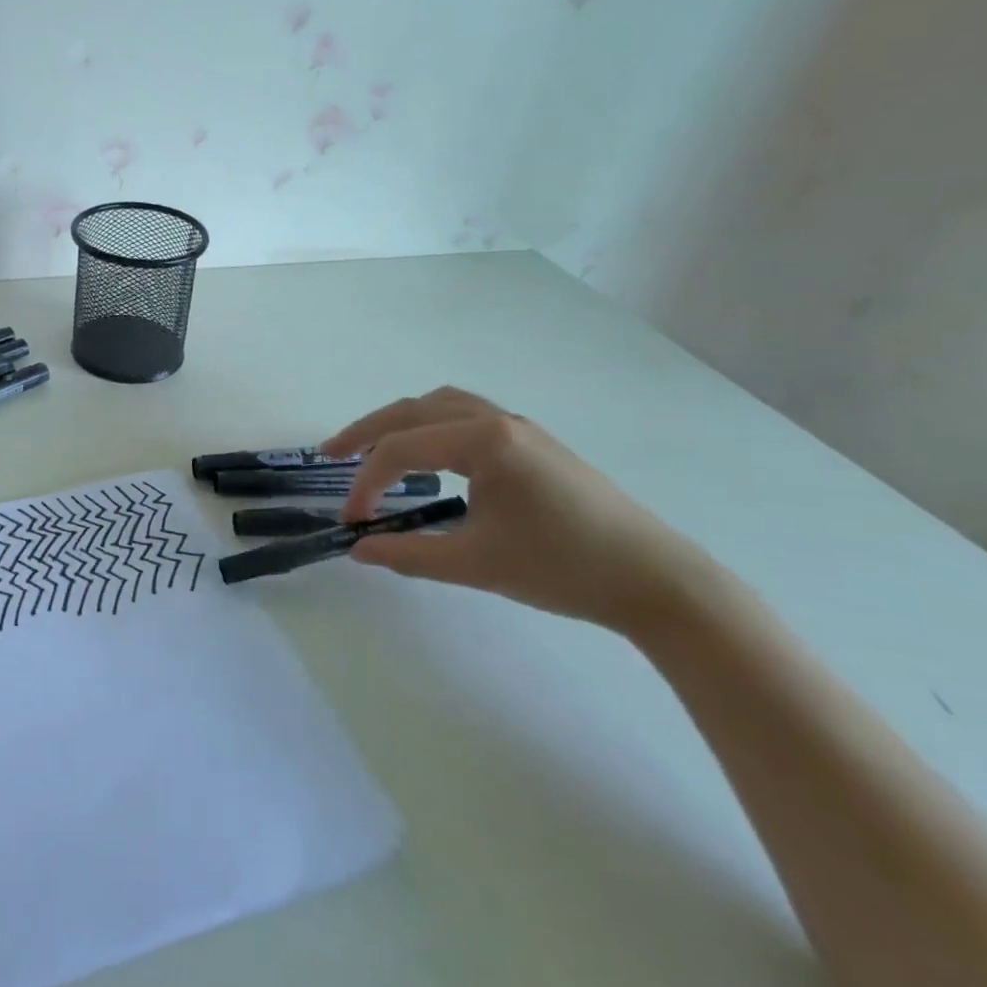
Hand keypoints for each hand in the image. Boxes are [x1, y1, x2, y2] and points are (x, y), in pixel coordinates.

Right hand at [322, 386, 722, 636]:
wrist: (656, 580)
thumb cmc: (563, 568)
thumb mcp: (476, 564)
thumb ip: (408, 554)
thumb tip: (358, 549)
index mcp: (483, 441)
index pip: (402, 450)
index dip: (366, 483)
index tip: (351, 519)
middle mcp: (497, 420)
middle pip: (412, 410)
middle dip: (366, 430)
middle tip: (330, 453)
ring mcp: (518, 427)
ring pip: (439, 405)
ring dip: (399, 422)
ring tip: (371, 448)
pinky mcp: (531, 443)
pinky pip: (464, 416)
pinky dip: (429, 426)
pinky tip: (427, 454)